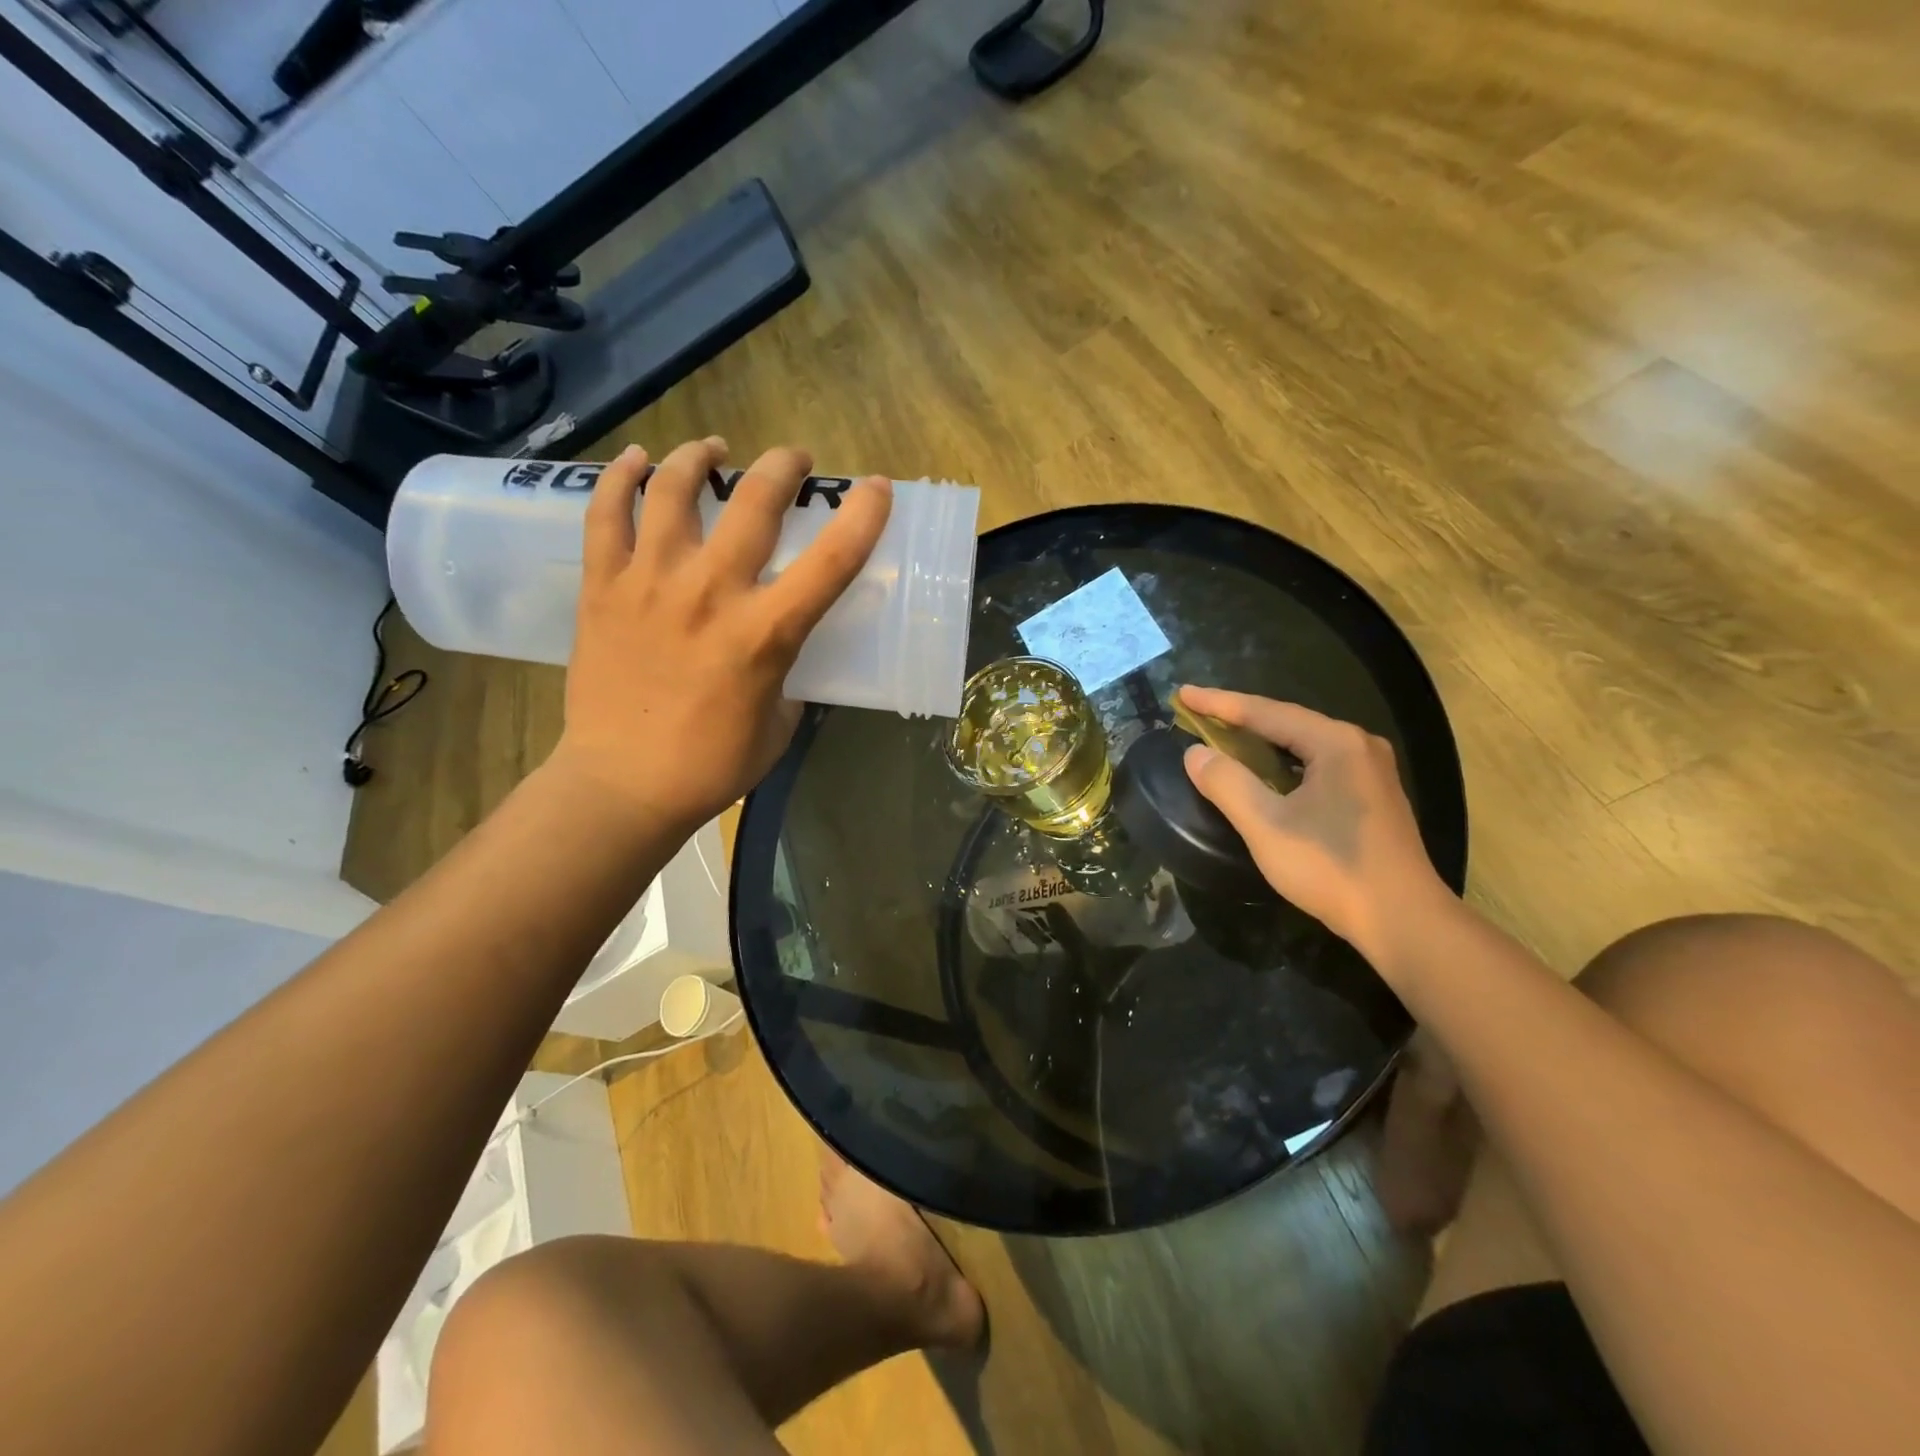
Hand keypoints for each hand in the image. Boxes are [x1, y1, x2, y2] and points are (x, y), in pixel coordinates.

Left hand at [552, 439, 890, 830]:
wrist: (622, 785)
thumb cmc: (712, 765)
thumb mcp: (779, 723)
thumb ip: (787, 673)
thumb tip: (781, 647)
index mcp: (766, 633)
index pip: (831, 561)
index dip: (863, 517)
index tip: (877, 489)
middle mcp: (711, 593)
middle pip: (754, 503)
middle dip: (783, 467)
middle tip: (793, 460)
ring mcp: (650, 583)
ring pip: (673, 491)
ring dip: (699, 458)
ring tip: (713, 450)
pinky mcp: (603, 588)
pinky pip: (605, 515)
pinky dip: (619, 479)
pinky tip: (635, 461)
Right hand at [1178, 686, 1449, 959]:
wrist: (1403, 920)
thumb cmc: (1331, 868)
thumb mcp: (1267, 826)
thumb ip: (1227, 784)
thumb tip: (1195, 753)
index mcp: (1335, 743)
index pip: (1265, 712)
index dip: (1219, 703)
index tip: (1182, 694)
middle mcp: (1358, 745)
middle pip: (1286, 722)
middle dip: (1239, 718)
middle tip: (1198, 713)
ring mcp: (1370, 770)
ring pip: (1302, 744)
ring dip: (1261, 741)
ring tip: (1223, 736)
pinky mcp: (1372, 796)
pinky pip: (1317, 763)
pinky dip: (1282, 762)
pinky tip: (1265, 772)